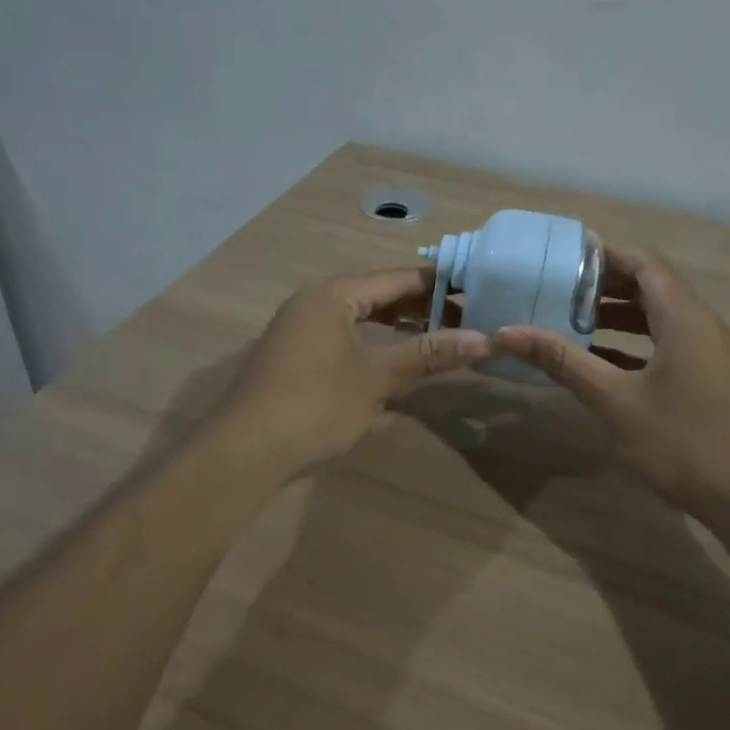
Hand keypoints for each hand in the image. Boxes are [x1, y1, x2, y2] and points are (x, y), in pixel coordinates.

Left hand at [216, 267, 489, 478]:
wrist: (245, 451)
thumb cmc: (316, 406)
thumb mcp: (377, 378)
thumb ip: (429, 355)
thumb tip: (484, 339)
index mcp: (332, 294)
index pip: (397, 278)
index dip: (440, 286)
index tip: (478, 292)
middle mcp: (313, 301)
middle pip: (377, 293)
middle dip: (421, 306)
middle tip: (466, 318)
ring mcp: (300, 328)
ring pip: (360, 316)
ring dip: (398, 324)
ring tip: (438, 336)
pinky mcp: (295, 355)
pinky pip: (344, 335)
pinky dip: (374, 342)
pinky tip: (395, 360)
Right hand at [490, 247, 729, 517]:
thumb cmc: (685, 443)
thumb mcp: (615, 402)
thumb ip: (563, 362)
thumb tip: (506, 333)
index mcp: (683, 317)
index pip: (643, 263)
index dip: (603, 256)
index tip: (559, 260)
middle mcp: (701, 325)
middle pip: (651, 287)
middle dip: (603, 287)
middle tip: (556, 292)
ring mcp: (710, 354)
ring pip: (659, 319)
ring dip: (617, 319)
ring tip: (570, 326)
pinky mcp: (712, 381)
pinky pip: (668, 346)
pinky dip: (634, 347)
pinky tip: (602, 368)